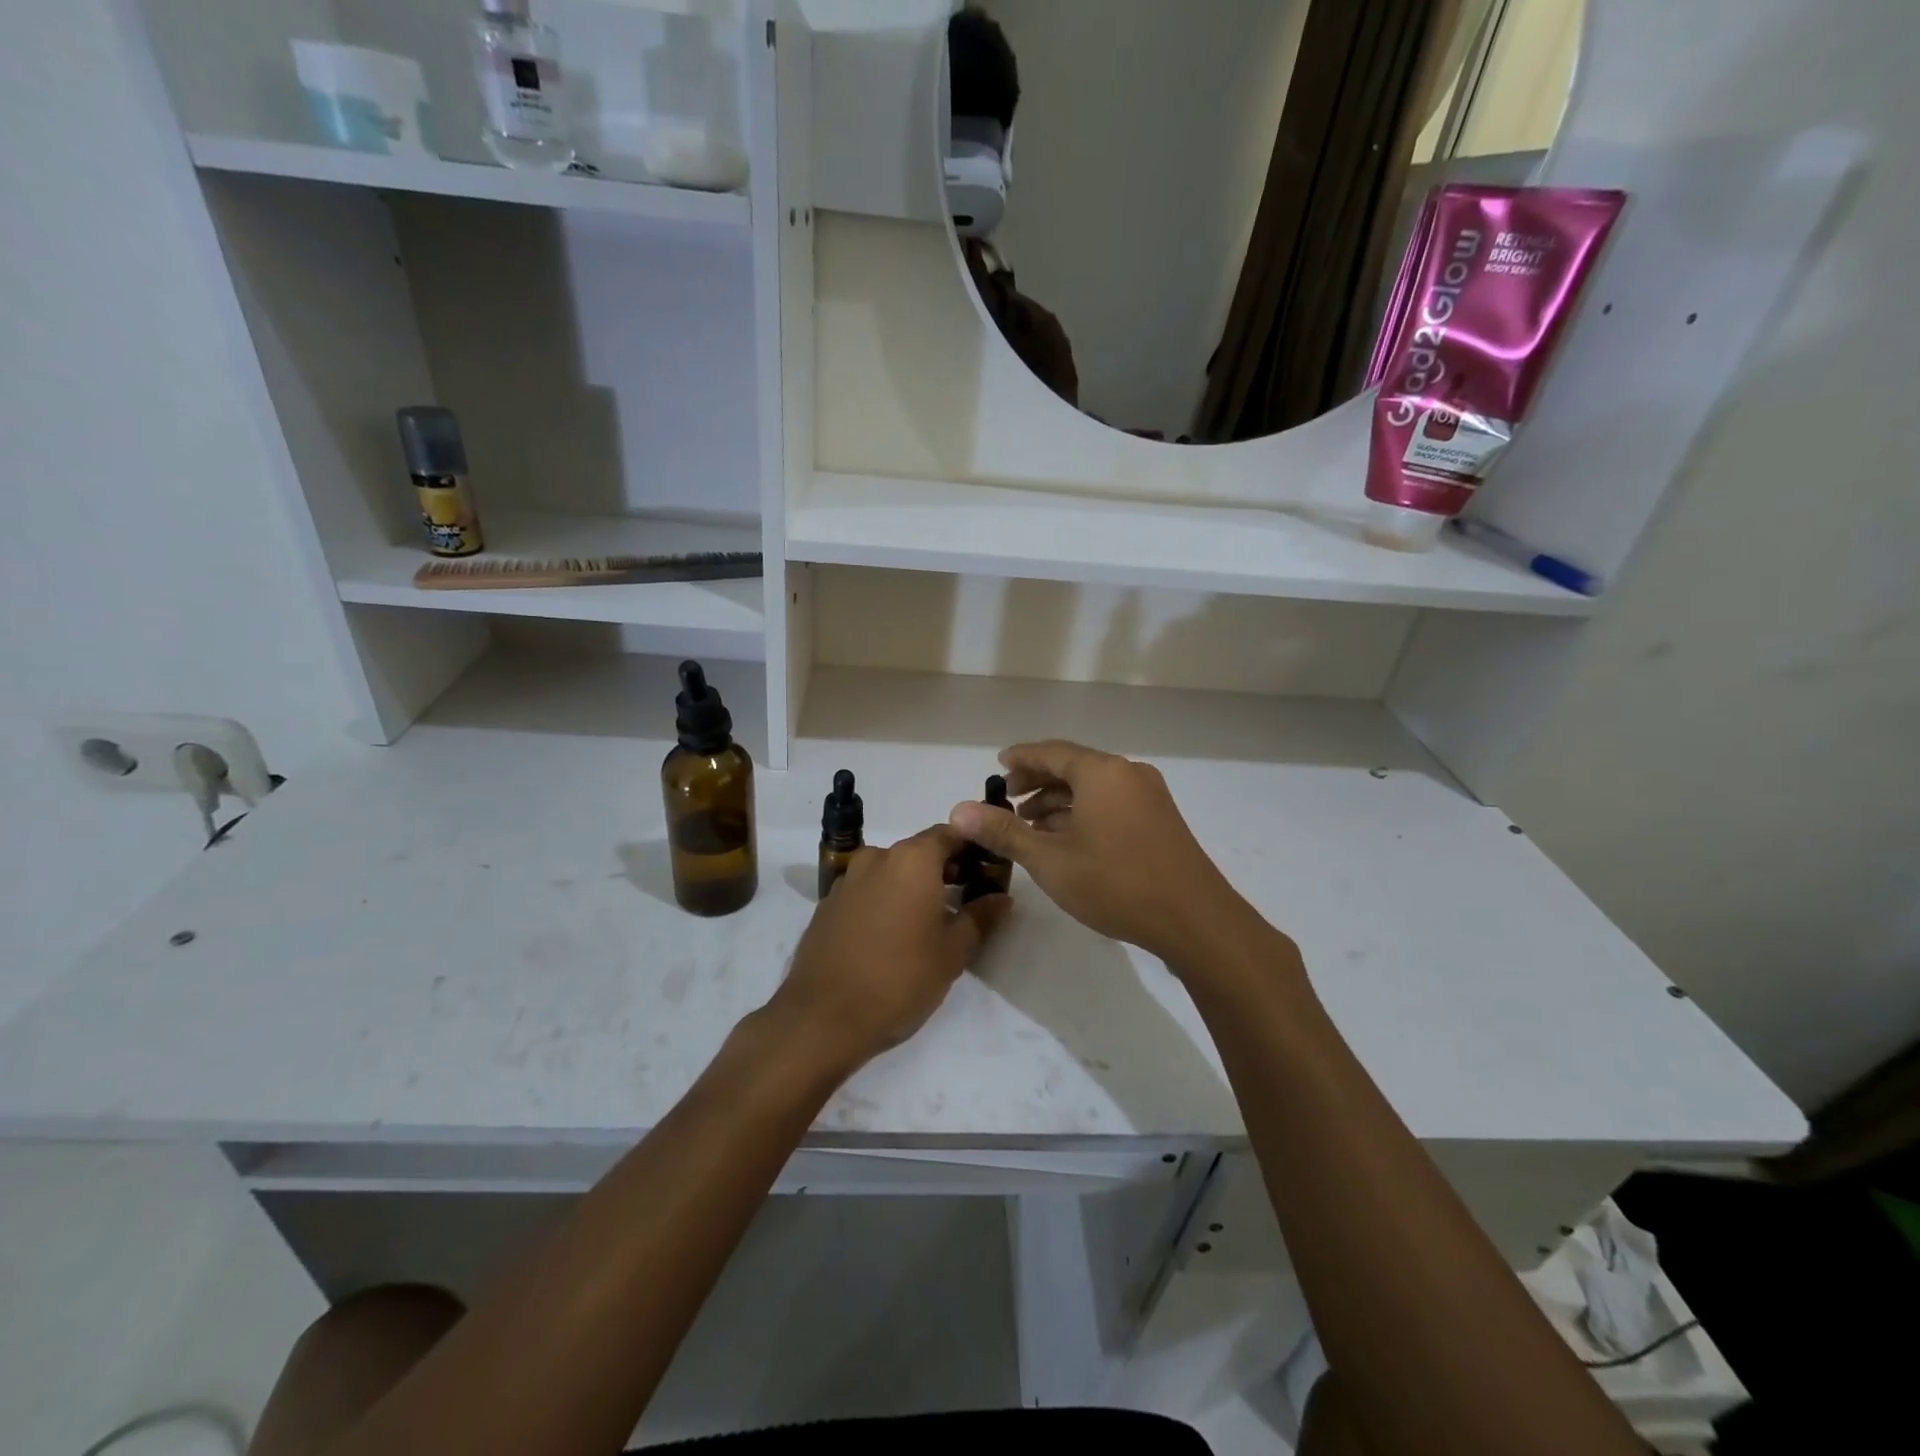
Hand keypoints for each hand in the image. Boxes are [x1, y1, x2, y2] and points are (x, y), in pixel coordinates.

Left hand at [766, 825, 1008, 1075]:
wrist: (823, 1018)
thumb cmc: (900, 979)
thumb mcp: (952, 952)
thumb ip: (980, 917)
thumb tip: (1002, 898)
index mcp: (911, 859)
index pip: (950, 834)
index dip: (972, 849)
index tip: (987, 871)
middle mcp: (877, 858)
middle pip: (919, 851)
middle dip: (943, 870)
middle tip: (965, 900)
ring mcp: (847, 880)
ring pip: (890, 871)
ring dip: (911, 887)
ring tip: (928, 923)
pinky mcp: (827, 905)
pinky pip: (866, 891)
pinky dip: (884, 901)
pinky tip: (891, 936)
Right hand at [949, 740, 1254, 965]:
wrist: (1194, 919)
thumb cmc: (1116, 883)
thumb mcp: (1050, 859)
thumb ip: (1004, 832)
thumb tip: (959, 810)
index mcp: (1101, 772)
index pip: (1051, 751)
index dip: (1021, 757)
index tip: (997, 765)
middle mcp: (1127, 774)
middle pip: (1073, 766)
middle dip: (1038, 781)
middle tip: (1008, 798)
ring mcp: (1148, 796)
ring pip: (1093, 787)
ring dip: (1060, 801)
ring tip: (1030, 823)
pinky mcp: (1160, 819)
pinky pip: (1111, 803)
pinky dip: (1083, 812)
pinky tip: (1067, 838)